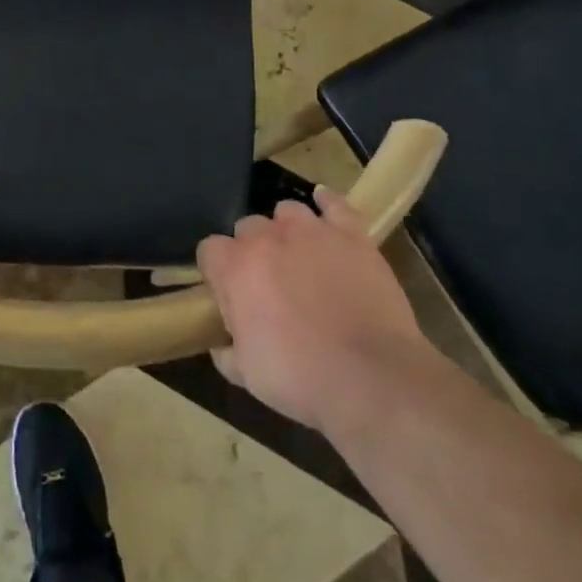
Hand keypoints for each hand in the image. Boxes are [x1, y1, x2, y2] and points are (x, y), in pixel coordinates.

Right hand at [196, 189, 426, 431]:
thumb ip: (227, 352)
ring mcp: (311, 231)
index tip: (228, 293)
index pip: (209, 250)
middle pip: (247, 226)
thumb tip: (222, 345)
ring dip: (286, 229)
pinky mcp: (351, 235)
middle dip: (252, 249)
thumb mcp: (248, 376)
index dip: (217, 270)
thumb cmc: (301, 379)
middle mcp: (267, 238)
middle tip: (268, 282)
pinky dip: (327, 202)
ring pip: (287, 210)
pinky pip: (334, 204)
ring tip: (298, 254)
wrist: (372, 378)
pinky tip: (324, 204)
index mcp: (235, 269)